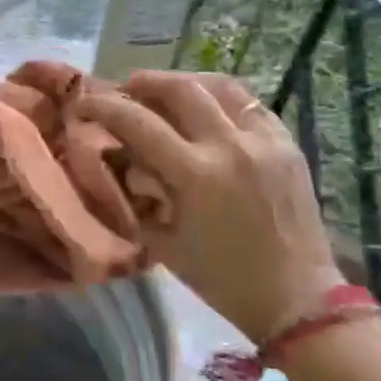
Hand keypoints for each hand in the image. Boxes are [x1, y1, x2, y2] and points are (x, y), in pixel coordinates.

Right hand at [78, 71, 342, 345]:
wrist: (297, 298)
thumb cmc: (220, 278)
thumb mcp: (162, 241)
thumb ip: (136, 194)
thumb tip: (117, 159)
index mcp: (196, 175)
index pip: (137, 122)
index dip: (103, 106)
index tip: (83, 104)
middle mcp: (230, 146)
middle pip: (180, 88)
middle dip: (144, 82)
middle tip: (124, 89)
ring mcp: (264, 141)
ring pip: (219, 85)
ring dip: (184, 82)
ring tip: (165, 91)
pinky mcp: (287, 144)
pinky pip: (249, 104)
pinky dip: (220, 98)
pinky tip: (207, 109)